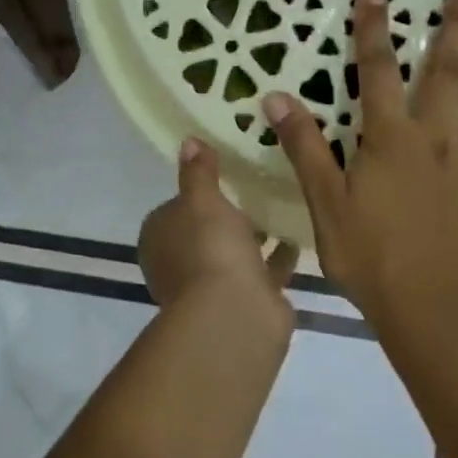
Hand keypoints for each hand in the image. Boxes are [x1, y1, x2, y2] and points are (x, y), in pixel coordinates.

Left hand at [139, 138, 298, 326]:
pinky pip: (262, 271)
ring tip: (280, 207)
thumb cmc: (209, 248)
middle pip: (204, 232)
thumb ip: (198, 171)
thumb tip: (188, 142)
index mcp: (160, 238)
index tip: (222, 175)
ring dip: (252, 237)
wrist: (235, 315)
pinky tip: (297, 236)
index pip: (173, 209)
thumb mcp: (201, 199)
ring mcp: (211, 286)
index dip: (194, 193)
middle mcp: (180, 264)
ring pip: (233, 253)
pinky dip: (276, 257)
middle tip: (256, 187)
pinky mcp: (245, 301)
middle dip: (226, 216)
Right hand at [261, 0, 457, 346]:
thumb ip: (304, 147)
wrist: (428, 311)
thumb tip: (276, 96)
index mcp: (391, 139)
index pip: (377, 72)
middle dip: (455, 29)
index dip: (374, 29)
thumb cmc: (368, 256)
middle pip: (447, 76)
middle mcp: (438, 142)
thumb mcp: (324, 201)